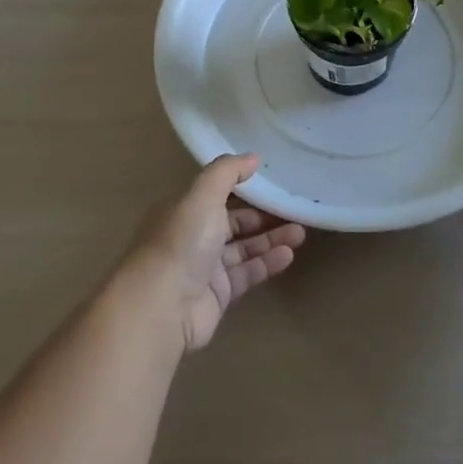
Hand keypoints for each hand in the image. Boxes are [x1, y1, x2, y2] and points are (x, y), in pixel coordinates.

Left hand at [123, 153, 305, 352]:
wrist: (162, 306)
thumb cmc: (182, 242)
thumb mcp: (202, 196)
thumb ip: (227, 172)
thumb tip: (254, 157)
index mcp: (184, 210)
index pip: (219, 195)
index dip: (245, 189)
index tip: (274, 183)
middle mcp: (193, 237)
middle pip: (234, 223)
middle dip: (264, 217)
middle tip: (295, 211)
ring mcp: (206, 268)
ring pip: (244, 248)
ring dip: (271, 239)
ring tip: (300, 233)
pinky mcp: (218, 294)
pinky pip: (247, 273)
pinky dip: (267, 263)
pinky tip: (288, 255)